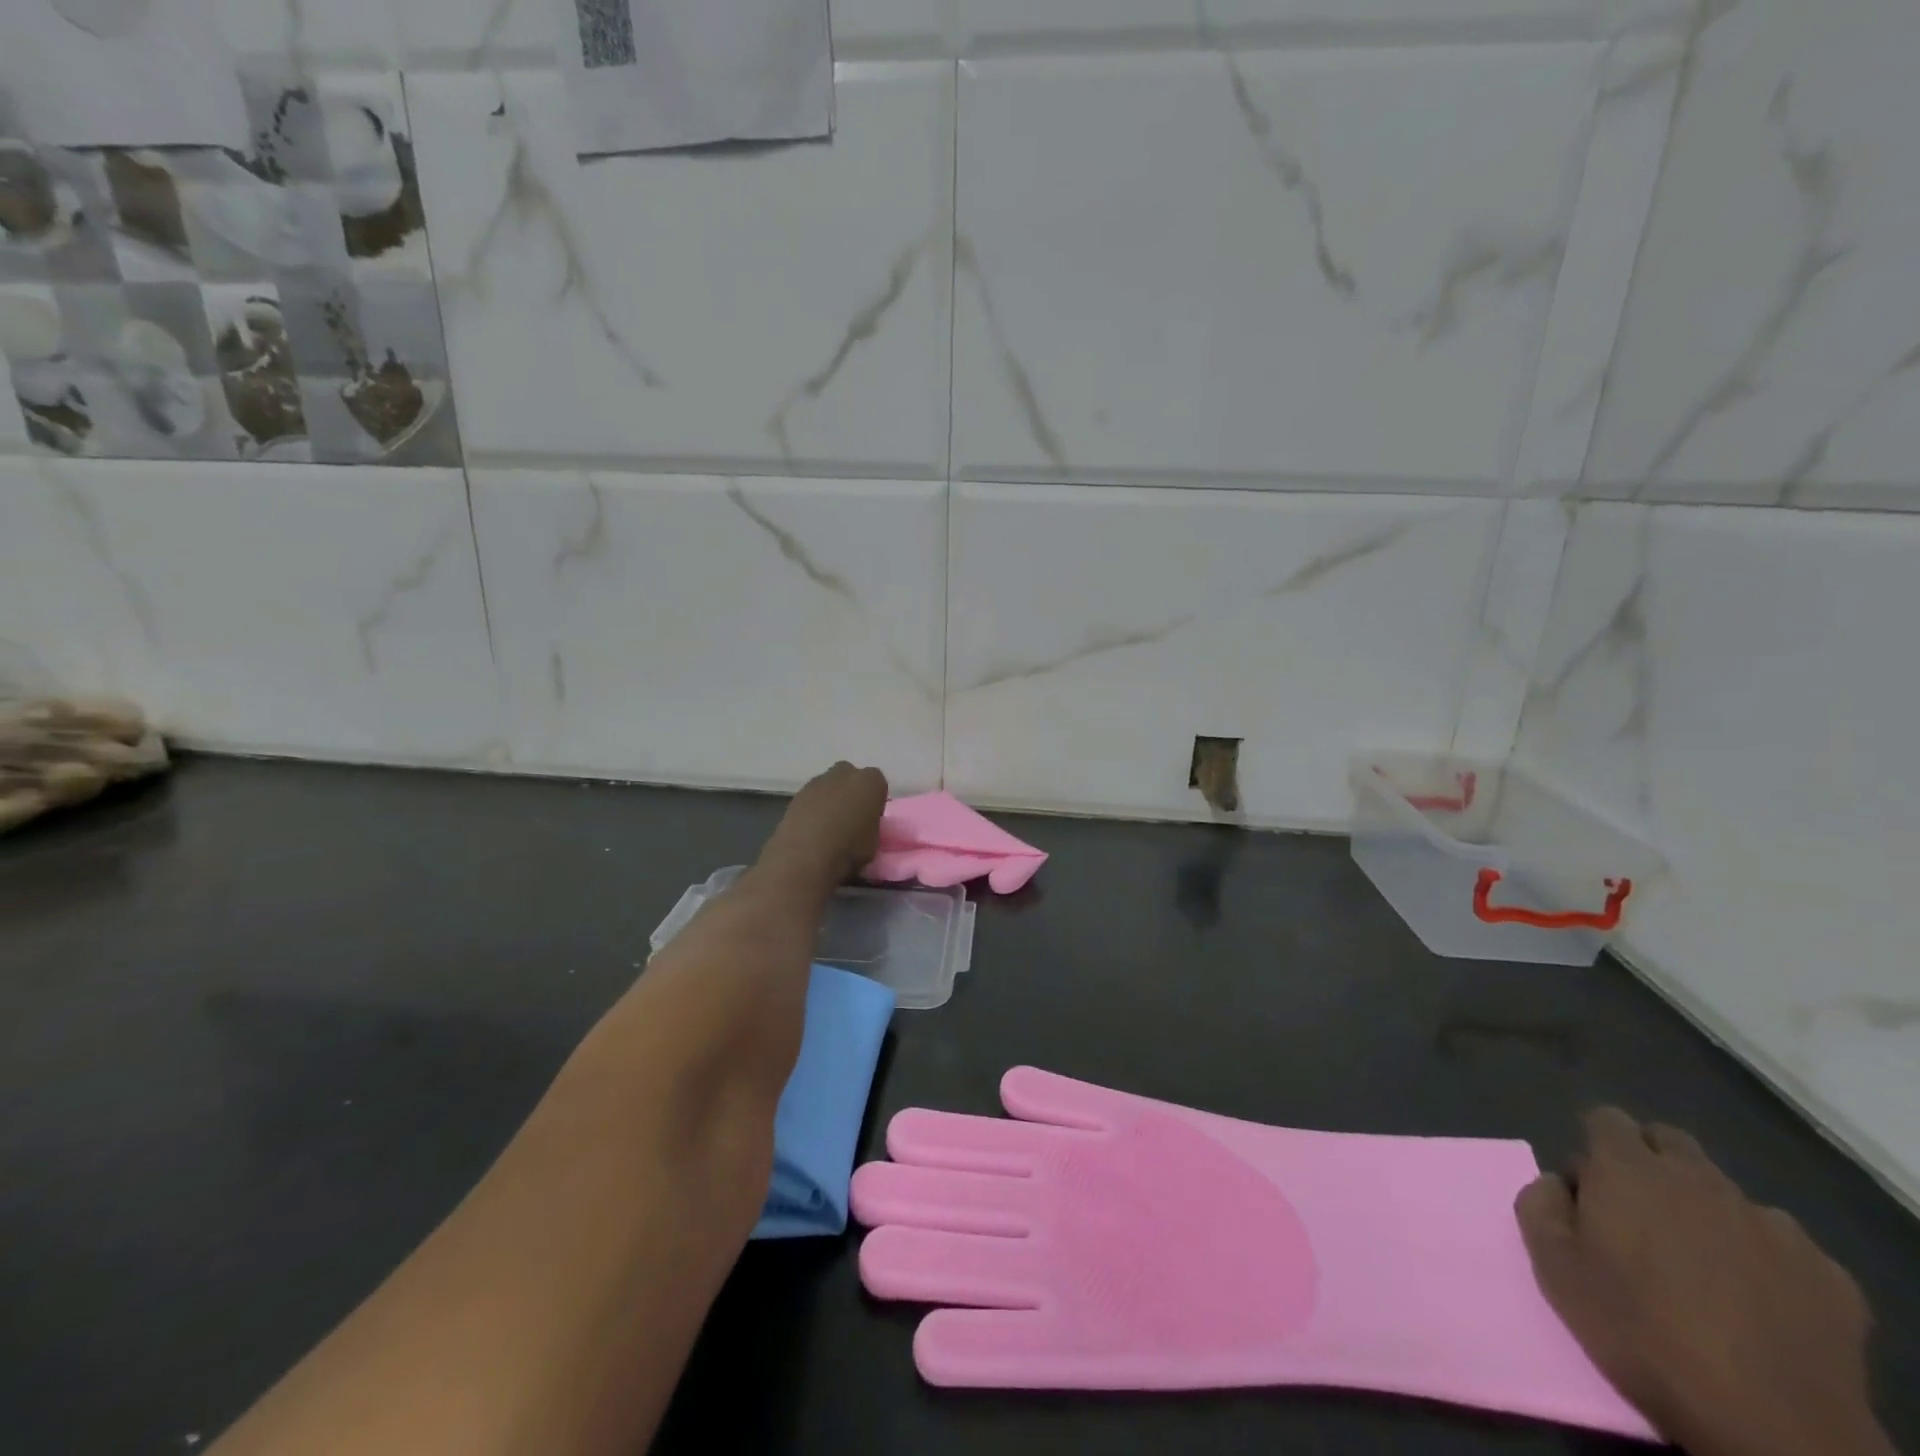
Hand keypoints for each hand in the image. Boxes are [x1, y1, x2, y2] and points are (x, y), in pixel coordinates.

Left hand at [757, 761, 887, 893]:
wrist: (807, 854)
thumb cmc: (850, 848)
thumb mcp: (875, 841)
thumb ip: (871, 826)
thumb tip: (862, 827)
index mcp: (871, 781)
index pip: (878, 785)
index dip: (874, 802)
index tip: (871, 819)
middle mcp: (845, 773)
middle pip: (851, 778)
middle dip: (851, 793)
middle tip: (850, 818)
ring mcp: (819, 780)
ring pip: (829, 786)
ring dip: (830, 800)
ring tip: (828, 827)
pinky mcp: (797, 793)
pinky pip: (812, 797)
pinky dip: (813, 808)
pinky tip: (811, 829)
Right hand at [1517, 1109, 1891, 1455]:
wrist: (1772, 1426)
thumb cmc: (1641, 1332)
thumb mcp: (1553, 1267)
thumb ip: (1539, 1204)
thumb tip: (1558, 1183)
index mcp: (1627, 1169)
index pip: (1605, 1118)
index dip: (1595, 1147)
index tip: (1592, 1191)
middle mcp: (1698, 1179)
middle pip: (1669, 1141)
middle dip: (1651, 1164)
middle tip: (1642, 1218)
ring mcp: (1770, 1224)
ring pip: (1727, 1194)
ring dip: (1707, 1213)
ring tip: (1705, 1268)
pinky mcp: (1826, 1272)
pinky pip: (1783, 1245)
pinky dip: (1765, 1260)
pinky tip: (1761, 1303)